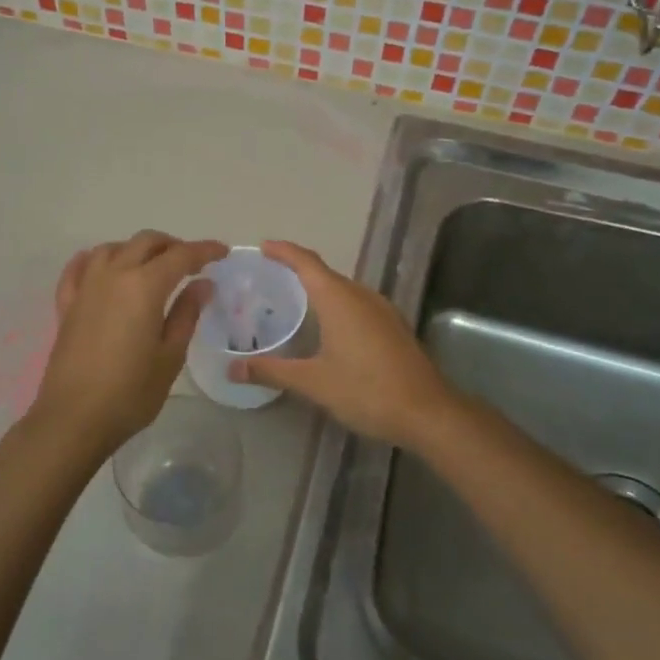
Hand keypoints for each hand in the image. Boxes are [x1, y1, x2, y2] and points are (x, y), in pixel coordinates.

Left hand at [23, 230, 227, 461]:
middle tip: (191, 262)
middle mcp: (113, 275)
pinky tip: (102, 267)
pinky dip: (95, 260)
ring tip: (151, 265)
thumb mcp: (170, 356)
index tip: (222, 252)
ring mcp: (86, 288)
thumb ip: (187, 314)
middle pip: (145, 242)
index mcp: (144, 286)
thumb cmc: (131, 392)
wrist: (74, 418)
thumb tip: (202, 284)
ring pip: (112, 248)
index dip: (204, 250)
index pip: (180, 256)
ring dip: (136, 249)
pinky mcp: (66, 305)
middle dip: (172, 245)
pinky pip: (78, 268)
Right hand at [226, 240, 459, 451]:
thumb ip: (272, 370)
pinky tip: (328, 327)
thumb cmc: (366, 390)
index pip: (306, 262)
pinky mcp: (393, 327)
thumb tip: (232, 368)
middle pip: (325, 273)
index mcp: (339, 299)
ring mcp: (382, 310)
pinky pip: (357, 304)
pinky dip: (336, 305)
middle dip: (297, 270)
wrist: (428, 412)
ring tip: (293, 300)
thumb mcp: (313, 382)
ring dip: (319, 289)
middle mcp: (361, 295)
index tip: (263, 247)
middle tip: (269, 278)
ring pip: (344, 289)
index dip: (284, 252)